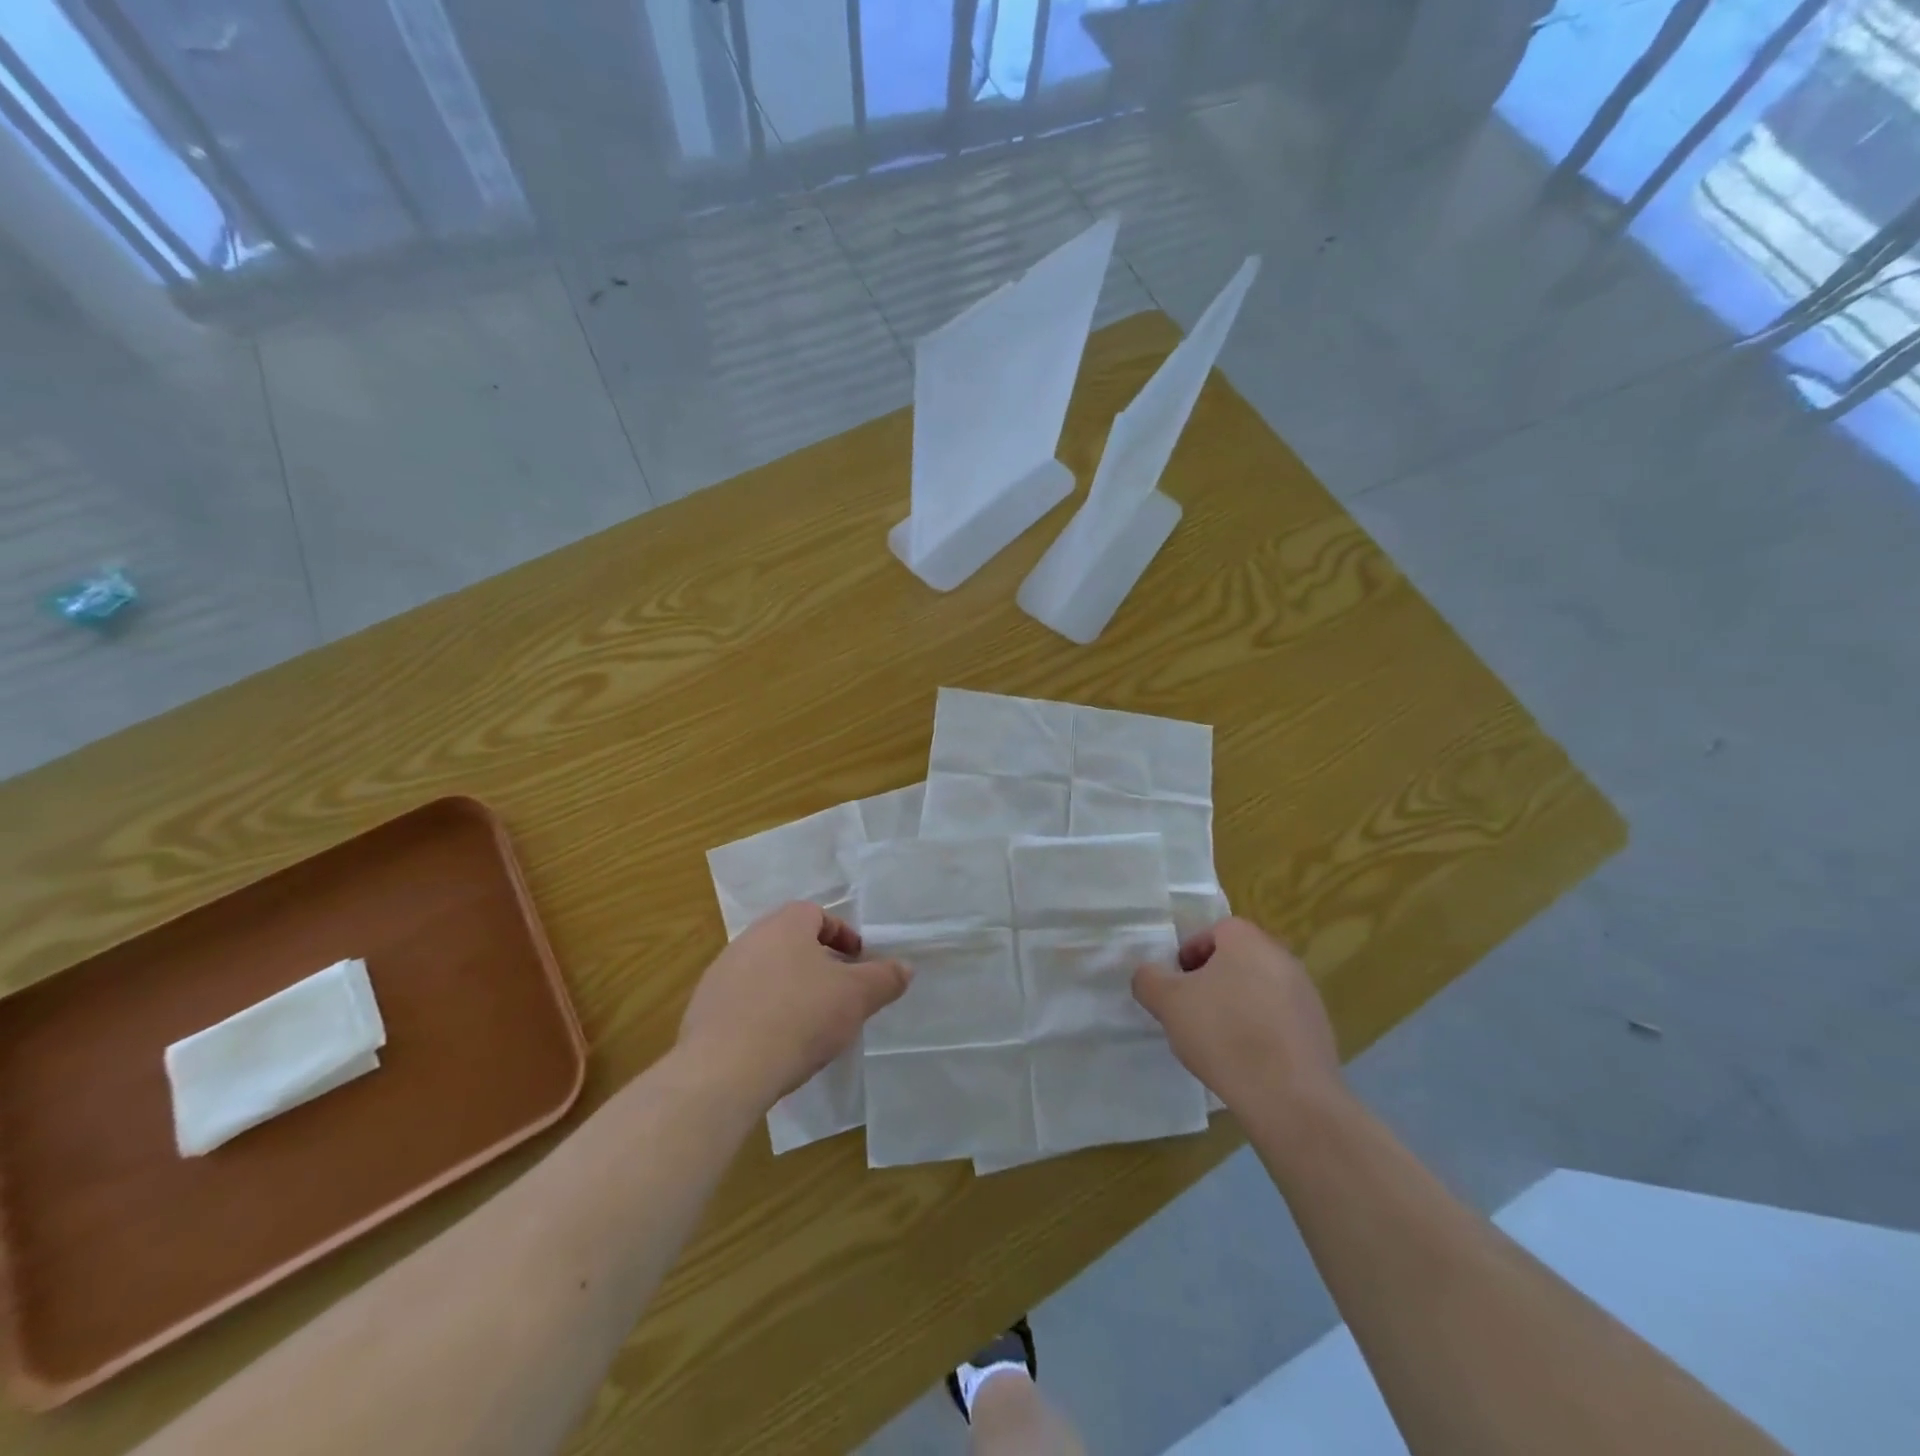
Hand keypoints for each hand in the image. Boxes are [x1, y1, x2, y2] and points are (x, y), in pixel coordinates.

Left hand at [678, 902, 909, 1114]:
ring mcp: (720, 974)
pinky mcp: (702, 1010)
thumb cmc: (799, 1018)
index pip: (816, 914)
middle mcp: (748, 939)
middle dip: (816, 962)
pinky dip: (762, 1013)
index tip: (857, 961)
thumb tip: (905, 967)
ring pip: (765, 971)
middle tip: (838, 991)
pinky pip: (742, 1002)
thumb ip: (884, 978)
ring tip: (808, 1021)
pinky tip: (775, 1043)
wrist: (724, 1071)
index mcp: (784, 925)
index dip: (841, 935)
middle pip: (789, 941)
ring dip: (788, 987)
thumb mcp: (856, 997)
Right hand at [1132, 917, 1343, 1118]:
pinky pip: (1279, 1020)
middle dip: (1212, 980)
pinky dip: (1260, 1031)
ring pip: (1259, 990)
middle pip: (1238, 959)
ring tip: (1217, 1040)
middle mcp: (1282, 959)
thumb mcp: (1168, 1002)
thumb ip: (1149, 979)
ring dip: (1236, 1006)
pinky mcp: (1320, 1032)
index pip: (1215, 930)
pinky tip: (1246, 1061)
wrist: (1290, 1098)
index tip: (1176, 984)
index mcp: (1248, 941)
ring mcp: (1306, 996)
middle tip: (1191, 1010)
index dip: (1190, 953)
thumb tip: (1149, 975)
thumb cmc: (1224, 1034)